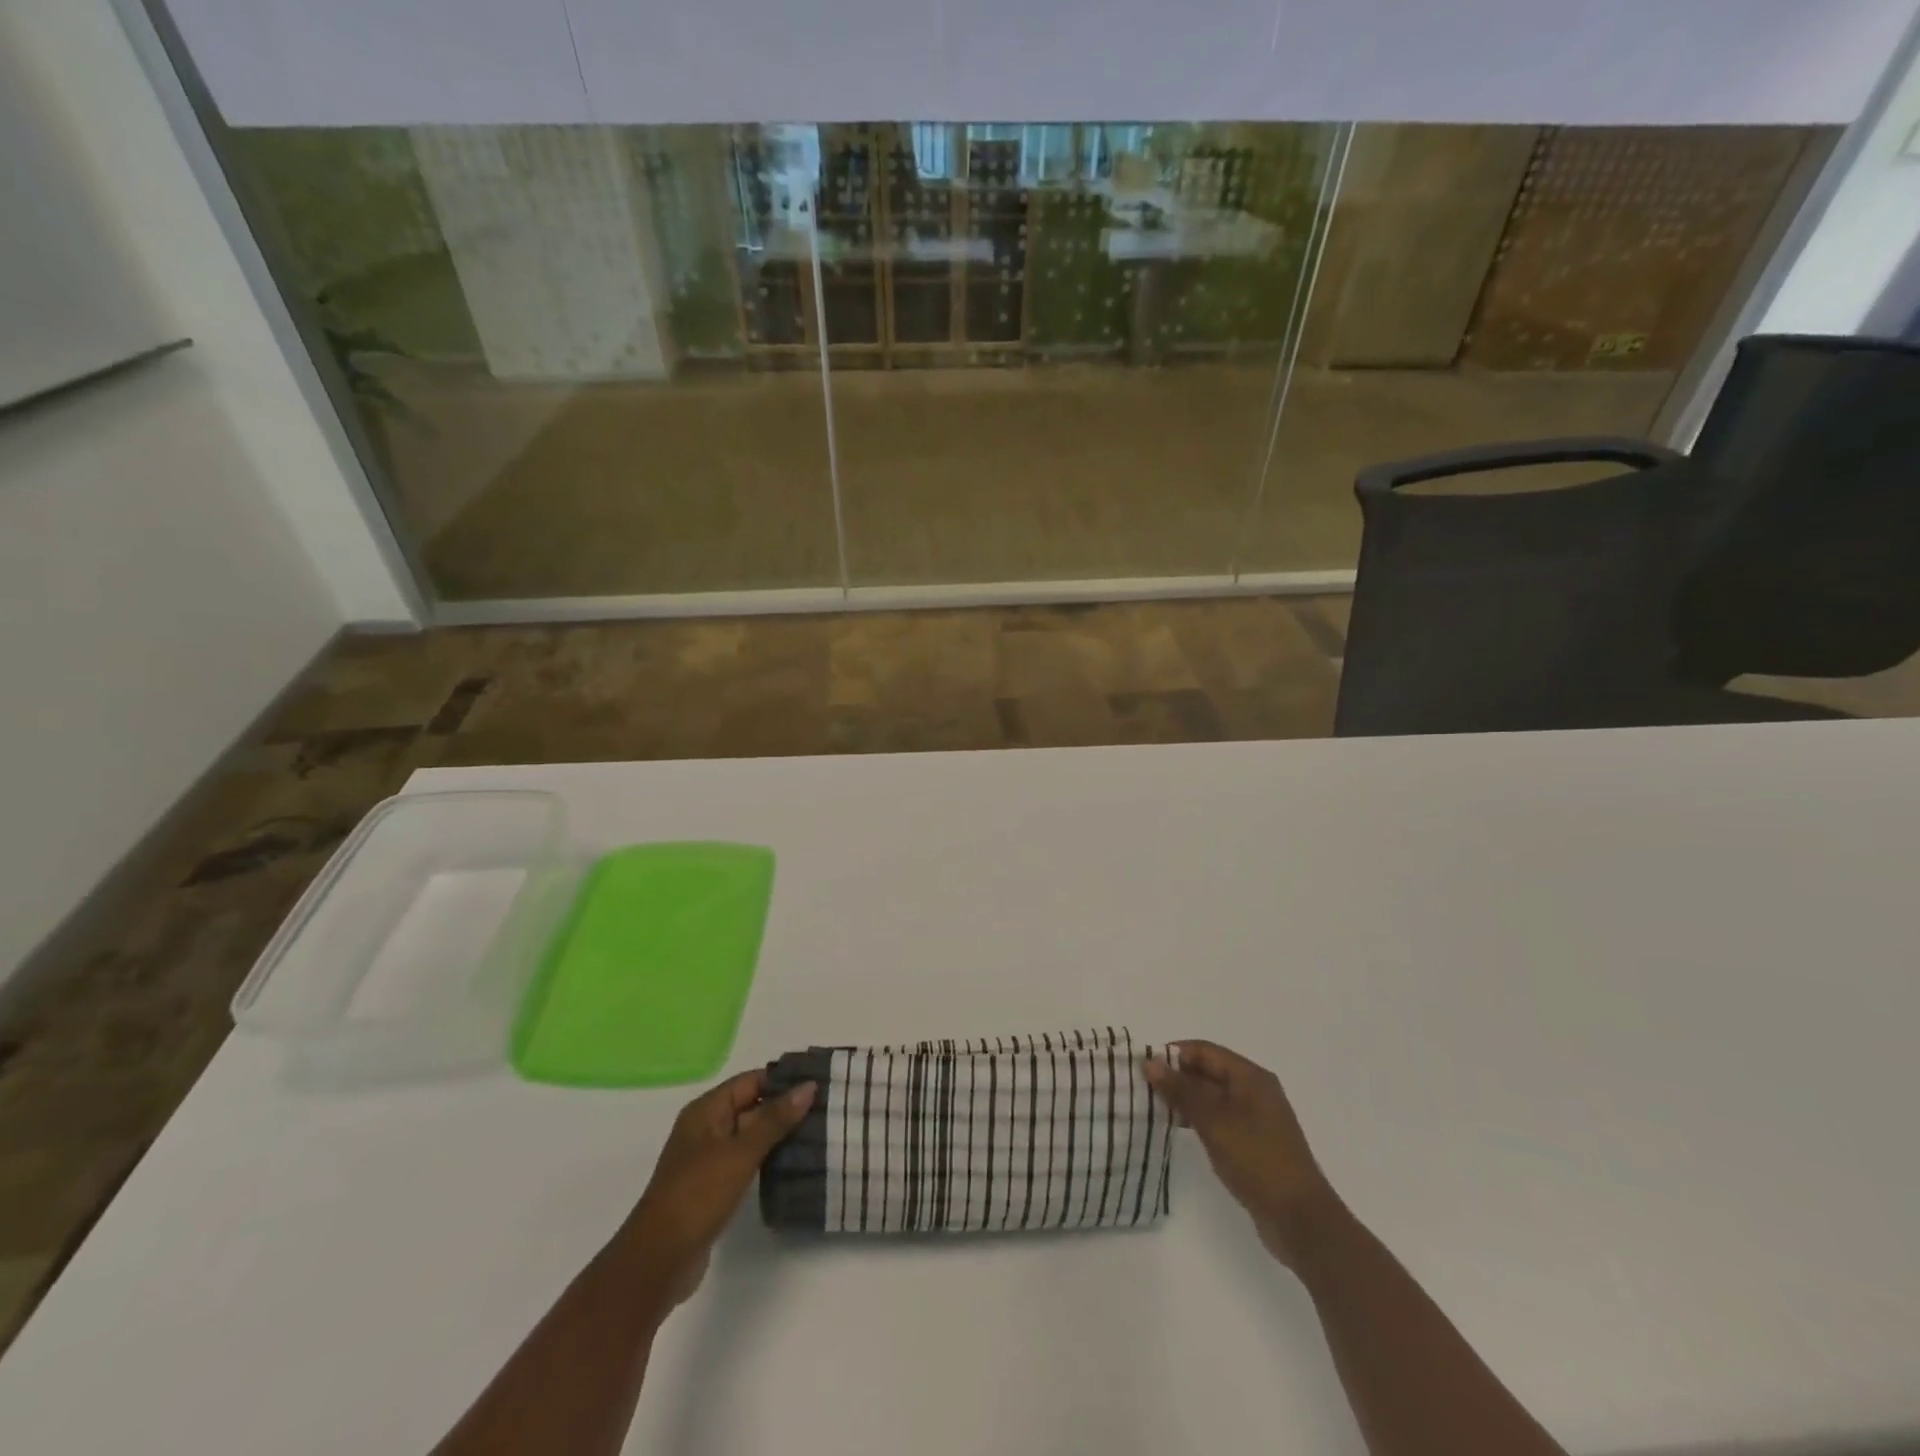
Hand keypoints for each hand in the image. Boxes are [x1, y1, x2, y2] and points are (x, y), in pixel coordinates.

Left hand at [615, 1070, 815, 1309]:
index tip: (819, 1082)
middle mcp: (707, 1128)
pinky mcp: (715, 1185)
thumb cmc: (697, 1195)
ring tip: (820, 1133)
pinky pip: (748, 1160)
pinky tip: (796, 1163)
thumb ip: (775, 1119)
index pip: (751, 1081)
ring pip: (752, 1135)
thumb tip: (808, 1086)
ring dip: (781, 1134)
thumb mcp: (740, 1152)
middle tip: (827, 1108)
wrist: (659, 1261)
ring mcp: (709, 1158)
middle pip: (752, 1106)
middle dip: (786, 1107)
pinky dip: (769, 1158)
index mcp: (706, 1110)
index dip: (783, 1079)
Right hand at [1145, 1041, 1333, 1265]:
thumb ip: (1181, 1090)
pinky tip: (1178, 1129)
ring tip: (1154, 1108)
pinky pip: (1219, 1118)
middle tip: (1143, 1088)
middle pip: (1208, 1071)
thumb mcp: (1214, 1121)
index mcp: (1250, 1076)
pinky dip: (1198, 1118)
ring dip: (1185, 1099)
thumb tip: (1150, 1062)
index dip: (1173, 1055)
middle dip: (1176, 1077)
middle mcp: (1255, 1090)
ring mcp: (1256, 1118)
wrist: (1300, 1219)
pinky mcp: (1253, 1143)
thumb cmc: (1257, 1159)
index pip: (1204, 1051)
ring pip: (1212, 1096)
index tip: (1144, 1067)